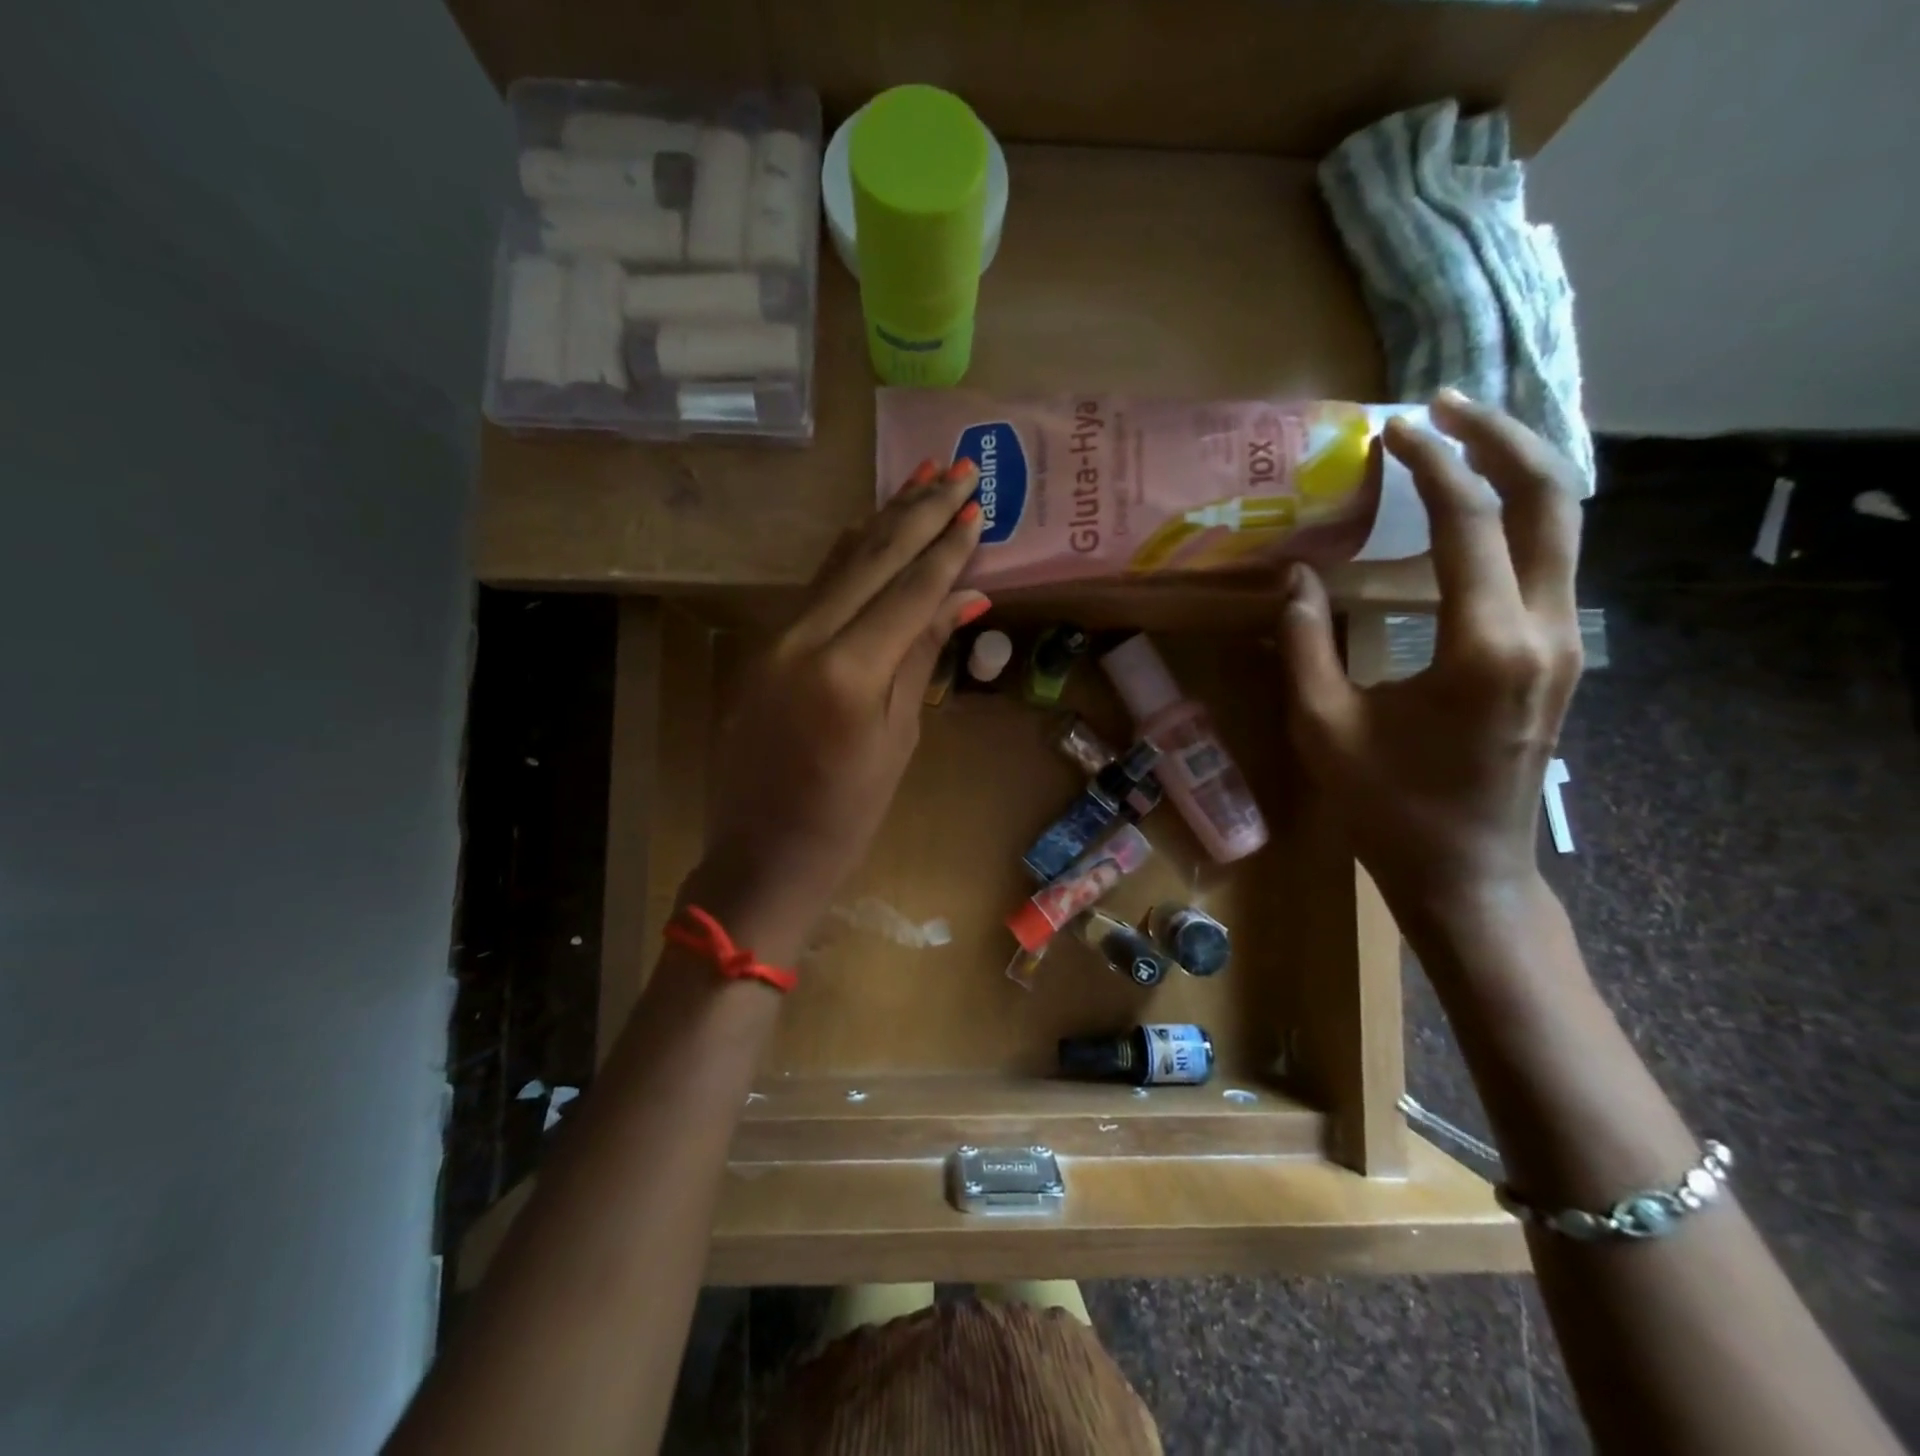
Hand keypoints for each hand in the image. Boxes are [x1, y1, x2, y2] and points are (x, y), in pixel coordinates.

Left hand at [683, 459, 989, 963]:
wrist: (763, 854)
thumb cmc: (847, 815)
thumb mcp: (899, 739)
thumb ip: (921, 657)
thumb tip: (962, 598)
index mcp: (848, 671)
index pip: (909, 589)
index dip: (947, 547)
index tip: (978, 505)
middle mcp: (805, 639)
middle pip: (871, 558)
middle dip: (918, 510)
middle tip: (958, 467)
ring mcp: (776, 639)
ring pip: (838, 563)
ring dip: (882, 519)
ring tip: (920, 477)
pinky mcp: (764, 647)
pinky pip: (815, 588)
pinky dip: (849, 555)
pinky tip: (870, 528)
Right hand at [1280, 391, 1585, 916]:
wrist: (1466, 871)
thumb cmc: (1388, 807)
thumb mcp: (1324, 726)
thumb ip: (1305, 644)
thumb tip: (1294, 577)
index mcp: (1484, 646)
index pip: (1468, 522)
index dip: (1429, 465)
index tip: (1390, 430)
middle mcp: (1544, 631)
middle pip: (1552, 499)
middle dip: (1500, 439)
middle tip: (1443, 407)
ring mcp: (1564, 644)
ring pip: (1566, 526)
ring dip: (1518, 471)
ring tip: (1462, 439)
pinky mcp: (1558, 657)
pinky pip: (1554, 562)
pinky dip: (1522, 516)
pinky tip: (1478, 510)